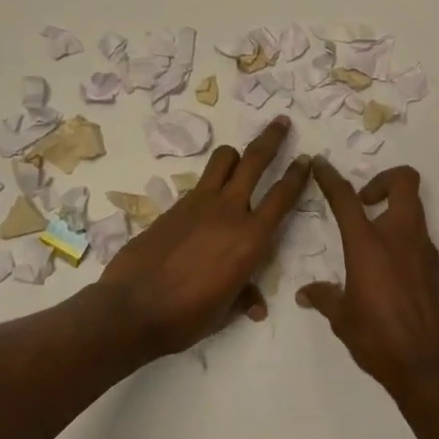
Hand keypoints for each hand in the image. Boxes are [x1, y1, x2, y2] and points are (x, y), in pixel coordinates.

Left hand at [98, 116, 310, 355]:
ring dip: (236, 154)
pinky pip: (200, 183)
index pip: (282, 196)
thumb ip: (244, 298)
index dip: (298, 175)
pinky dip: (210, 183)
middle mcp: (229, 211)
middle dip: (272, 138)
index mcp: (251, 238)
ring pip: (223, 160)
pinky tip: (207, 201)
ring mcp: (199, 203)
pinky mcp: (175, 205)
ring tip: (240, 157)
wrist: (131, 308)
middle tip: (281, 121)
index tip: (307, 158)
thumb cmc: (186, 317)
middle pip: (255, 160)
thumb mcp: (224, 312)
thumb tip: (258, 306)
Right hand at [297, 160, 438, 400]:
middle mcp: (401, 237)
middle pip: (404, 182)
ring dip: (395, 216)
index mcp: (368, 245)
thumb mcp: (343, 319)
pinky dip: (407, 248)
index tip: (321, 164)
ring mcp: (426, 251)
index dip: (331, 177)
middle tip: (366, 202)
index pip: (346, 199)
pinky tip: (395, 278)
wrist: (431, 367)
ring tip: (376, 247)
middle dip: (384, 180)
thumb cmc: (379, 339)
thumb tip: (306, 293)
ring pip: (415, 212)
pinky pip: (422, 244)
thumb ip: (325, 298)